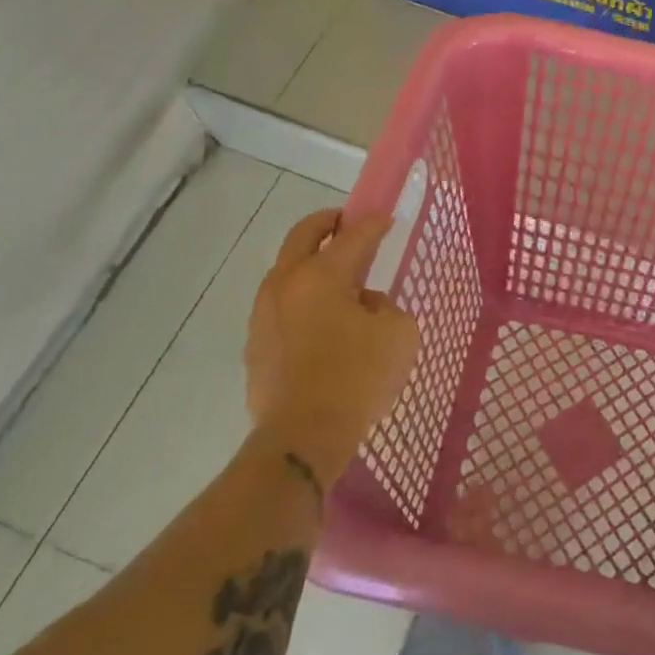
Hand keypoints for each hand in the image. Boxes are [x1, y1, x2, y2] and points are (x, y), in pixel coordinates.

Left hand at [244, 209, 419, 492]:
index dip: (373, 224)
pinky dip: (300, 300)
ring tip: (336, 279)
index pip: (353, 235)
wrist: (302, 436)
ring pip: (285, 271)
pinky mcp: (255, 345)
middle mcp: (286, 284)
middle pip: (303, 235)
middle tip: (346, 223)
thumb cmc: (357, 378)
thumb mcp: (399, 334)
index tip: (386, 218)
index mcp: (322, 274)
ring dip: (309, 263)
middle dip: (326, 222)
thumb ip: (386, 307)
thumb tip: (365, 305)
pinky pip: (280, 307)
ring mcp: (264, 314)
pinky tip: (319, 322)